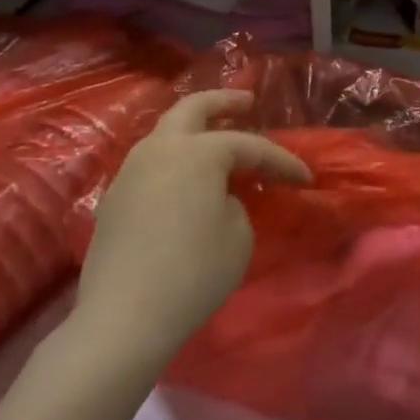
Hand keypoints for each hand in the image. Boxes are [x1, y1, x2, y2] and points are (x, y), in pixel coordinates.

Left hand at [76, 91, 310, 367]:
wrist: (123, 318)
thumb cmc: (194, 272)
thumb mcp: (239, 236)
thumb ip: (237, 203)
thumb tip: (220, 198)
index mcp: (196, 151)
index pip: (249, 145)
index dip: (281, 160)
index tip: (305, 178)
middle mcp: (160, 149)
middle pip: (192, 108)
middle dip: (224, 101)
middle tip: (248, 102)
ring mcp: (130, 172)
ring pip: (165, 133)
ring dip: (194, 129)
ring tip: (217, 138)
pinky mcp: (114, 199)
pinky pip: (151, 162)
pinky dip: (175, 158)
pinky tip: (187, 177)